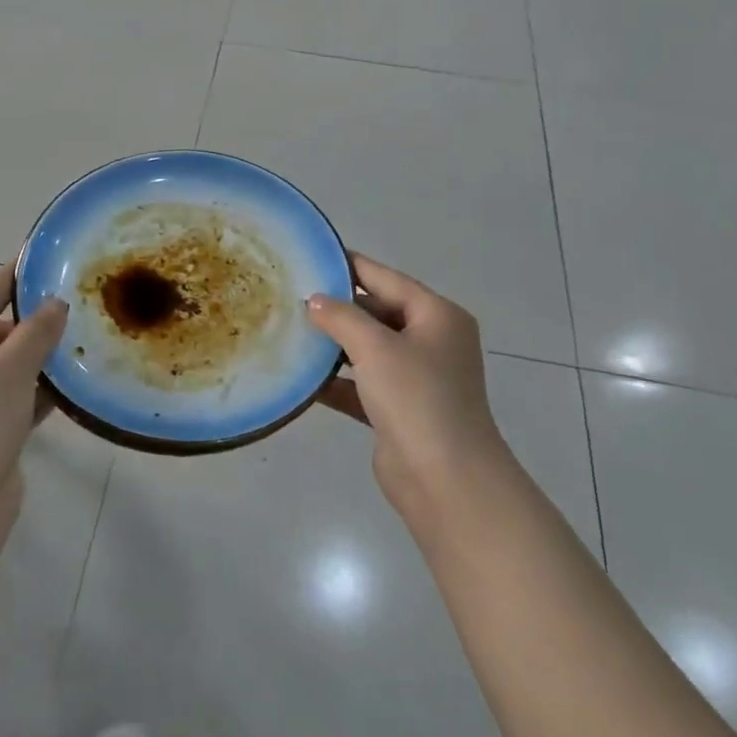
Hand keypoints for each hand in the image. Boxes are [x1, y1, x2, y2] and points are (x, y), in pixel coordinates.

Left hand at [0, 266, 67, 535]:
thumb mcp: (9, 367)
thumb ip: (37, 332)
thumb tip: (56, 304)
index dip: (15, 278)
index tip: (46, 258)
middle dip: (36, 322)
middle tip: (80, 303)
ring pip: (12, 368)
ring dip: (43, 358)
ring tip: (87, 337)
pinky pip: (19, 398)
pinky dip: (43, 391)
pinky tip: (77, 383)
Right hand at [306, 253, 513, 529]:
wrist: (445, 479)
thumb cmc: (416, 397)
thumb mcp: (375, 347)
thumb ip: (342, 317)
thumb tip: (314, 301)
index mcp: (437, 316)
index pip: (387, 279)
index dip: (350, 267)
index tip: (312, 257)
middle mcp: (431, 342)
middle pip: (378, 313)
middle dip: (338, 309)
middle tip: (292, 298)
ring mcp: (418, 378)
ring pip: (370, 350)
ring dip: (335, 345)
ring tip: (291, 332)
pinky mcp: (400, 411)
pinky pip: (363, 386)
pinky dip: (338, 382)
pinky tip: (303, 380)